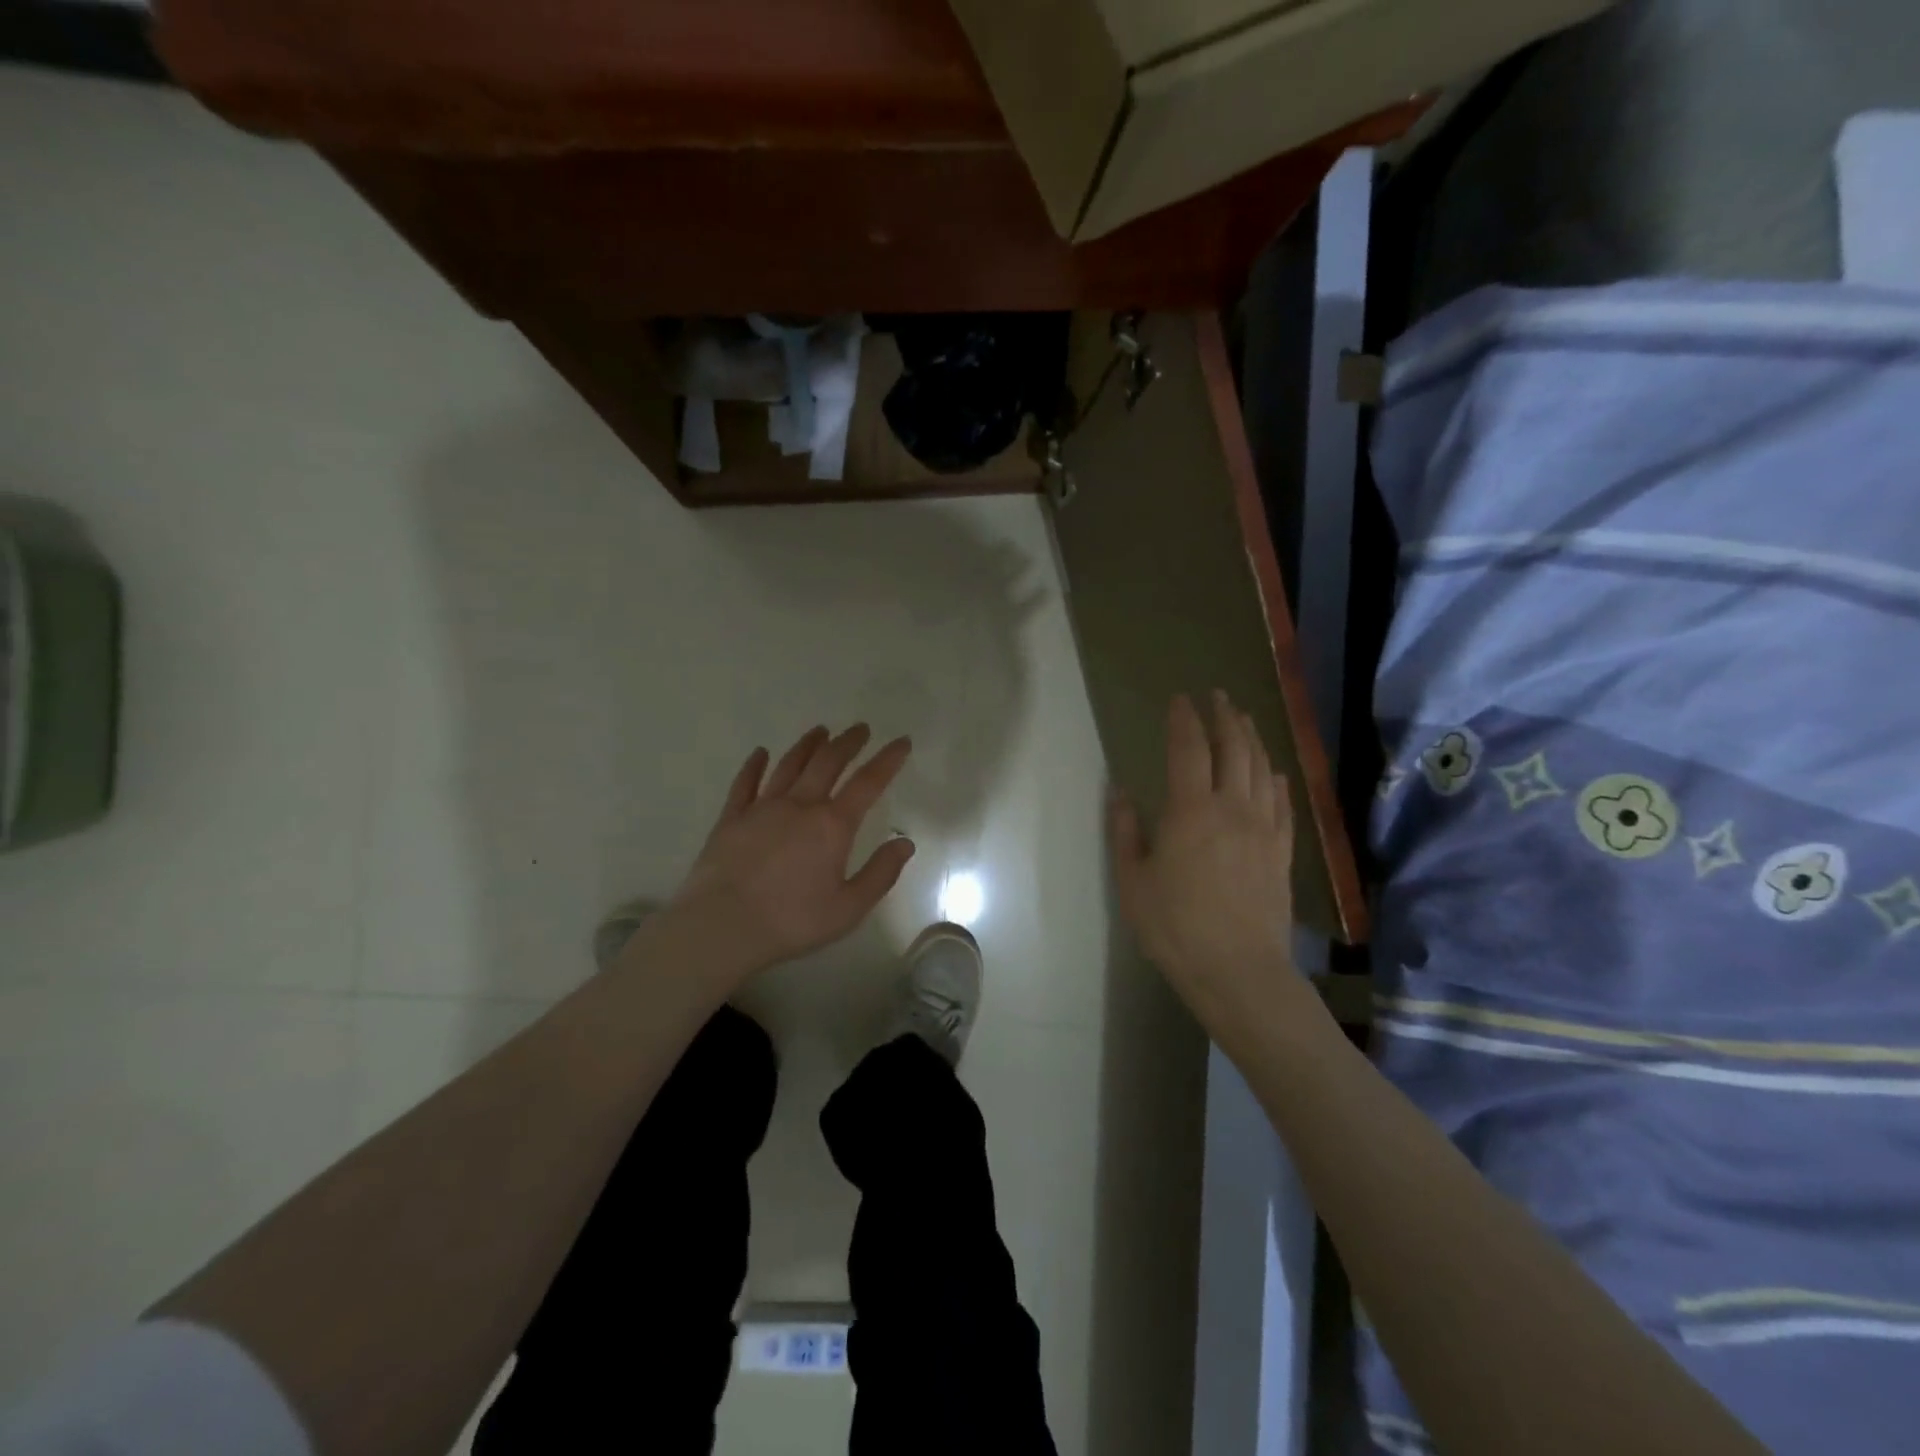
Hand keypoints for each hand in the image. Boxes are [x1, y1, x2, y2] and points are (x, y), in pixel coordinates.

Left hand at [662, 724, 914, 985]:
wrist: (721, 926)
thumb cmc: (791, 921)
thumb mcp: (849, 908)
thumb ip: (880, 873)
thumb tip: (905, 842)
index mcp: (832, 825)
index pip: (868, 782)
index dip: (887, 760)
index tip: (901, 741)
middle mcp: (800, 805)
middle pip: (828, 762)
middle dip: (848, 742)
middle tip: (861, 729)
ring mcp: (762, 808)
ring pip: (789, 765)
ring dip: (808, 745)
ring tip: (821, 731)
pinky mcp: (731, 818)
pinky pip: (745, 782)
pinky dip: (755, 765)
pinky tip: (760, 753)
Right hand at [1109, 692, 1296, 1031]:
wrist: (1239, 971)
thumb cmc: (1175, 927)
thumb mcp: (1133, 882)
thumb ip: (1126, 832)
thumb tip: (1121, 792)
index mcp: (1190, 811)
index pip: (1189, 749)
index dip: (1184, 720)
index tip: (1180, 699)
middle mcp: (1232, 808)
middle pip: (1233, 749)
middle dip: (1224, 717)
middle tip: (1217, 697)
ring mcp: (1263, 828)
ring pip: (1261, 769)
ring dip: (1252, 739)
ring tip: (1244, 720)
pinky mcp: (1282, 851)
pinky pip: (1282, 803)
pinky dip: (1276, 779)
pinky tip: (1274, 772)